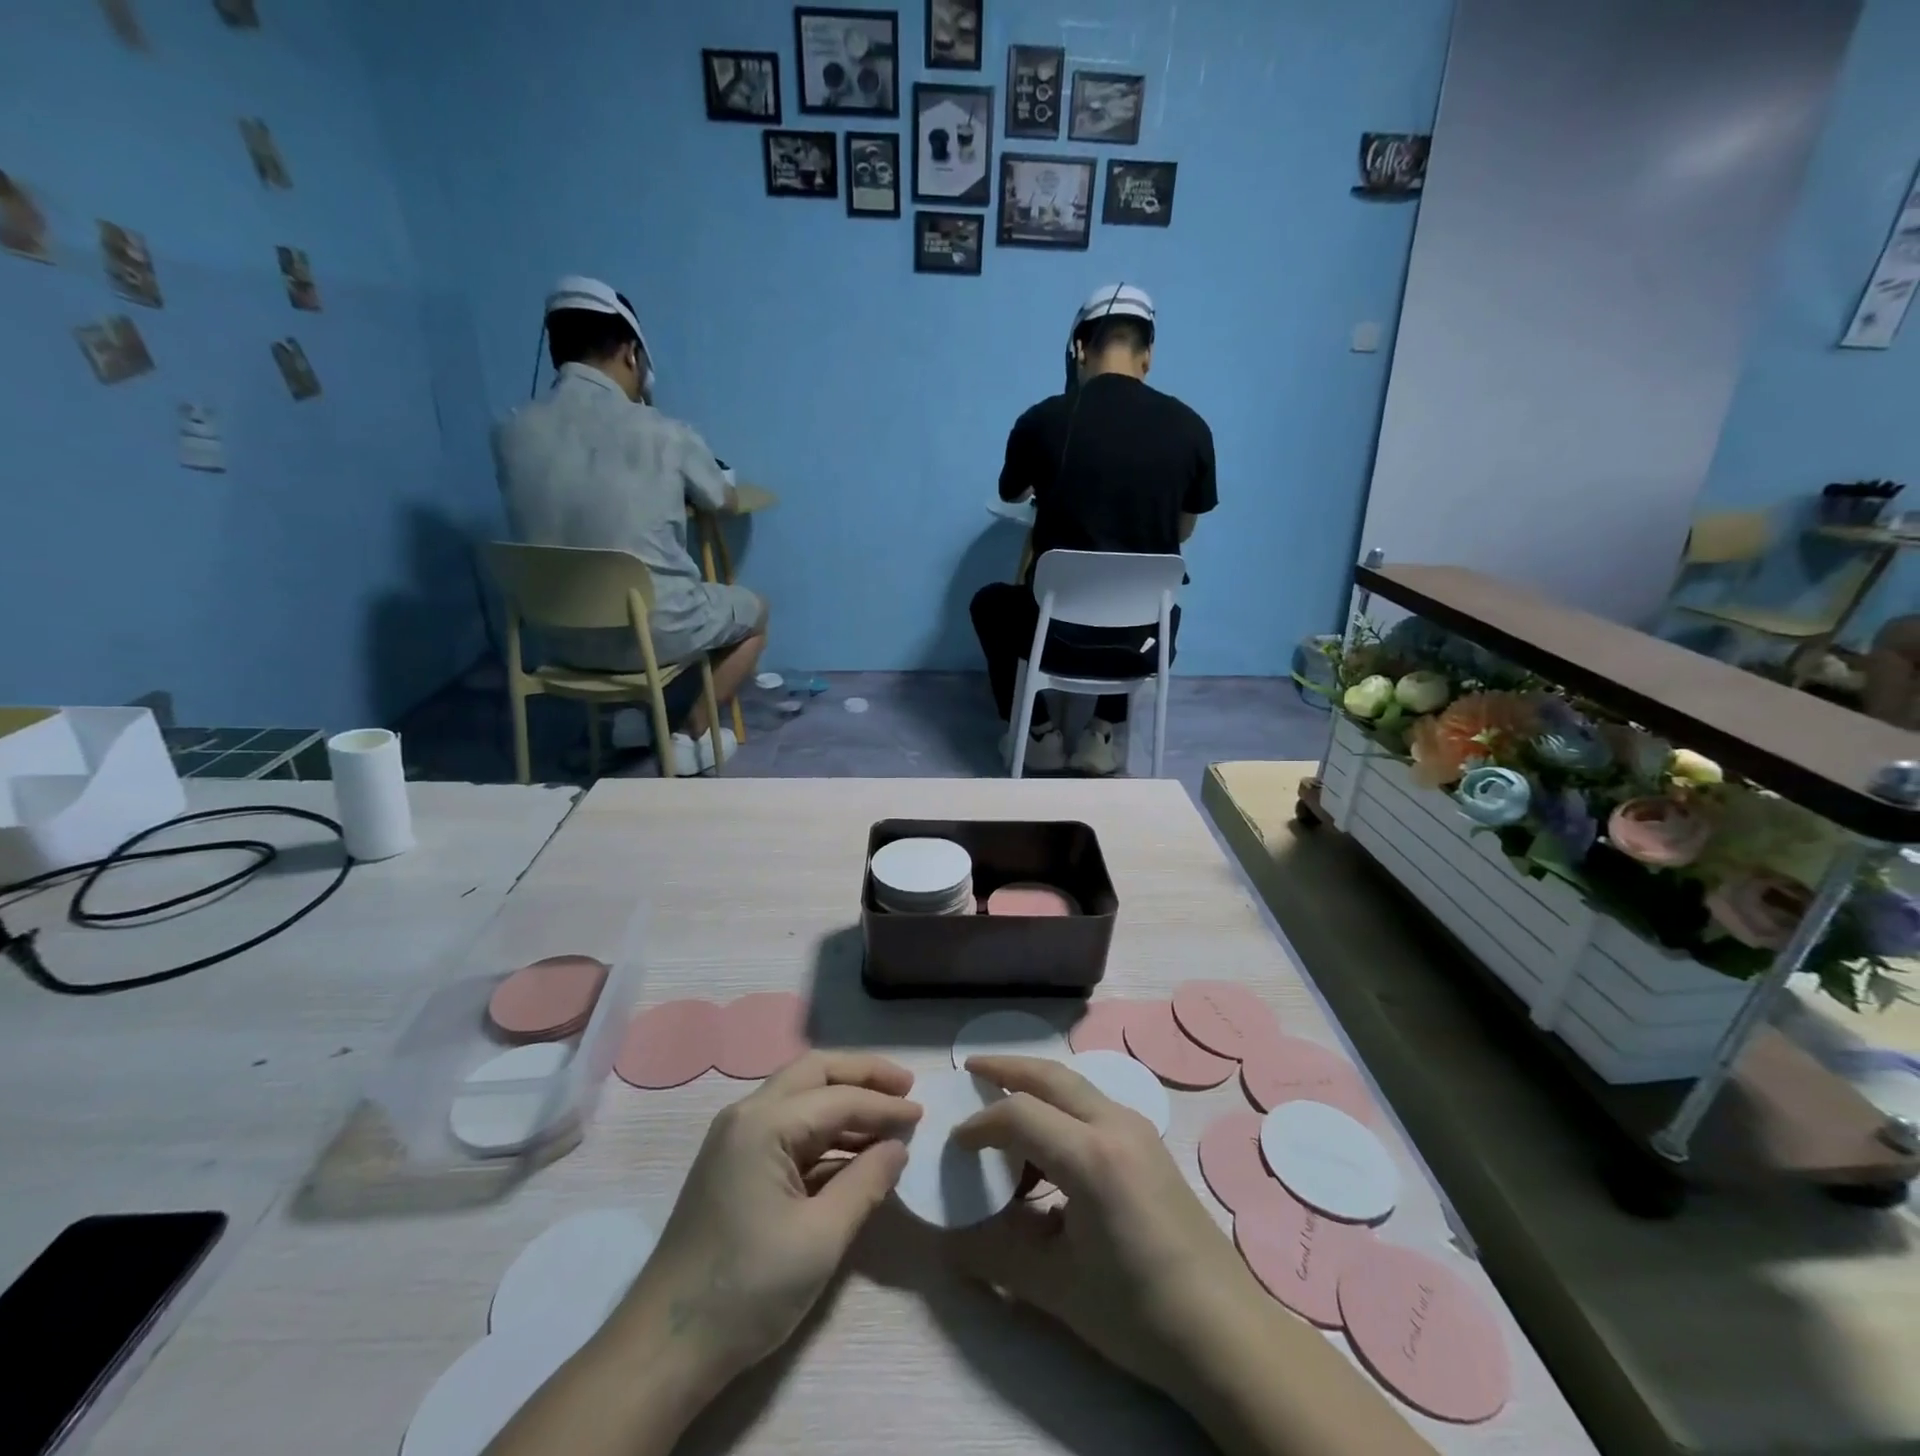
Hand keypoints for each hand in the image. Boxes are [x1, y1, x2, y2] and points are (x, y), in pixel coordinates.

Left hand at [616, 1052, 921, 1393]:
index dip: (884, 1106)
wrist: (665, 1348)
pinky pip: (787, 1125)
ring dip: (843, 1100)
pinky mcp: (734, 1163)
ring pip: (799, 1095)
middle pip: (814, 1073)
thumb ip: (865, 1184)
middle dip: (863, 1075)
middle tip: (905, 1089)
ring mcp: (736, 1138)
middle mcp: (746, 1115)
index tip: (922, 1115)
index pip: (838, 1099)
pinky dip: (823, 1128)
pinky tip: (851, 1150)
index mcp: (763, 1124)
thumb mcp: (820, 1240)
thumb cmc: (747, 1290)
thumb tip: (897, 1147)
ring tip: (887, 1118)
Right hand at [946, 1055, 1257, 1399]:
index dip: (979, 1124)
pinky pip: (1093, 1106)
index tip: (953, 1145)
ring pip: (1074, 1086)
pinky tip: (1045, 1149)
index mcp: (1092, 1157)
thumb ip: (996, 1254)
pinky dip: (1059, 1109)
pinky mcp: (1148, 1143)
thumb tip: (947, 1242)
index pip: (1019, 1114)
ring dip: (1035, 1087)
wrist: (1227, 1333)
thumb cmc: (1138, 1312)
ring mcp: (1137, 1130)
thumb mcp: (1057, 1288)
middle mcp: (1116, 1124)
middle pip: (1050, 1076)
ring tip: (1002, 1110)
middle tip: (971, 1069)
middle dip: (1007, 1068)